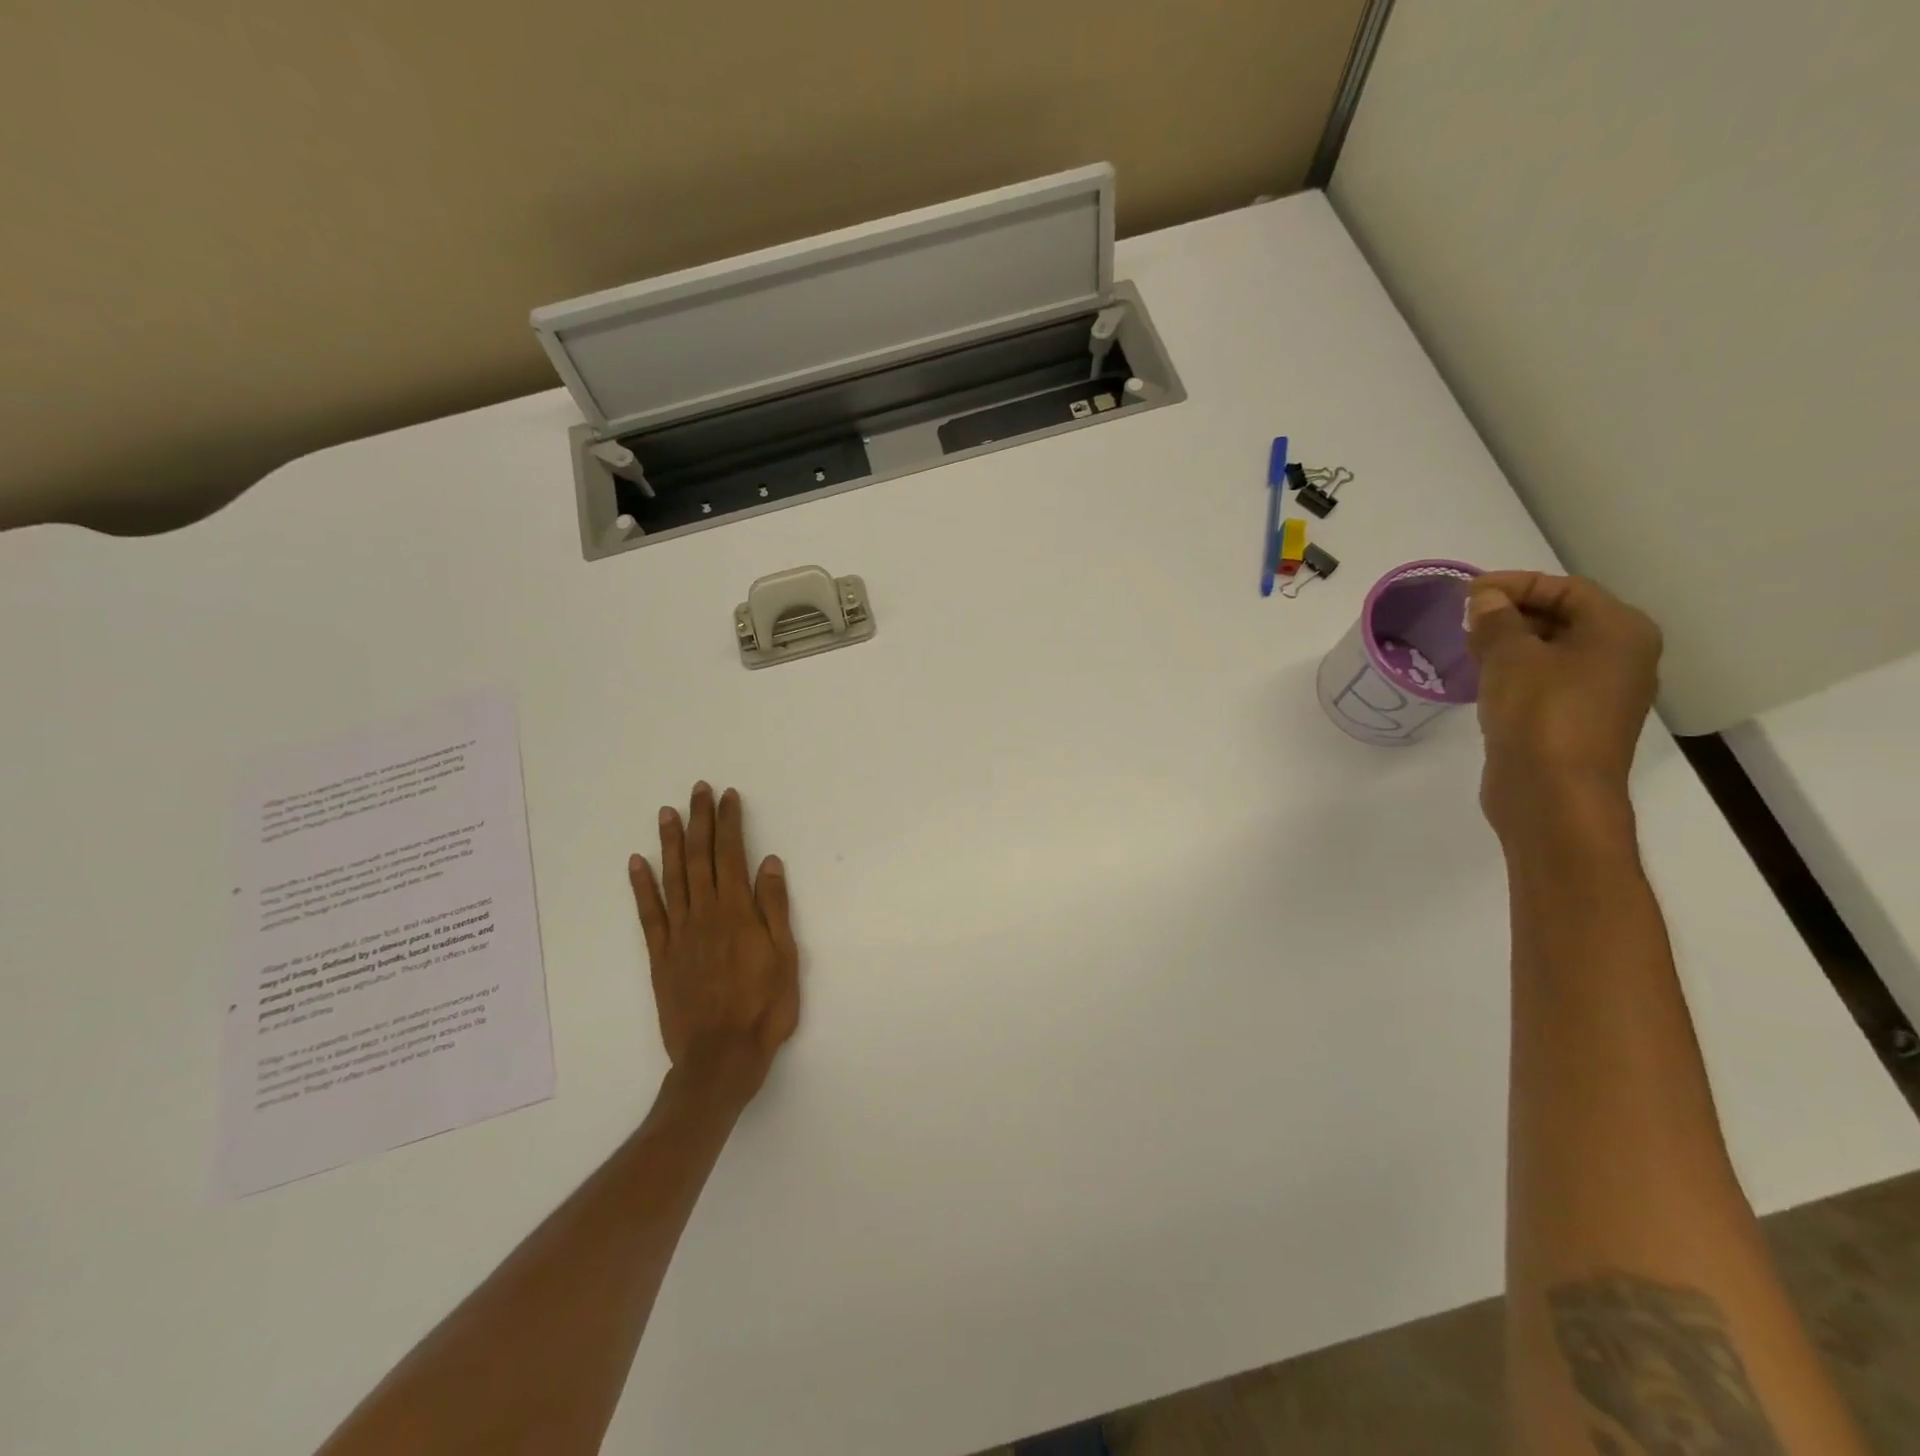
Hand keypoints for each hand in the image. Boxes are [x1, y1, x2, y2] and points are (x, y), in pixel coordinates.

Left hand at [628, 783, 799, 1101]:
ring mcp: (679, 934)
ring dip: (670, 842)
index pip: (732, 856)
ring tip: (668, 813)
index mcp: (738, 913)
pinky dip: (641, 885)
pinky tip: (637, 863)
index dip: (729, 823)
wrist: (720, 1057)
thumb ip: (775, 908)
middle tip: (698, 790)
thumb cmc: (764, 1007)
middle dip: (700, 821)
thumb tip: (769, 863)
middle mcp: (705, 914)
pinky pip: (648, 913)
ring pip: (672, 877)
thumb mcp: (786, 957)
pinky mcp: (661, 955)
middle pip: (700, 858)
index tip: (728, 797)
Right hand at [1466, 572, 1661, 837]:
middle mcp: (1621, 656)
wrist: (1553, 794)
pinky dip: (1515, 672)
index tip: (1467, 592)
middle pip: (1563, 617)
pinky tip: (1482, 679)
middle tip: (1464, 619)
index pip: (1565, 589)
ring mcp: (1600, 692)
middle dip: (1511, 613)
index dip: (1514, 584)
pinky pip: (1546, 681)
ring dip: (1510, 643)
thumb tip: (1487, 599)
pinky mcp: (1575, 720)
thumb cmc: (1540, 714)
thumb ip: (1496, 620)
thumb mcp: (1511, 657)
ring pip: (1552, 651)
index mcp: (1619, 631)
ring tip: (1467, 646)